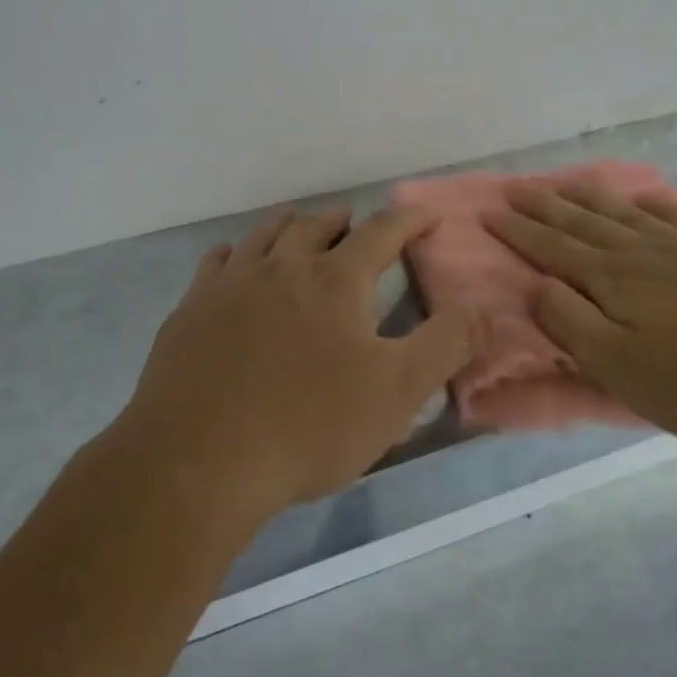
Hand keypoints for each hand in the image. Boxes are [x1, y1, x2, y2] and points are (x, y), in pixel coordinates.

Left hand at [120, 206, 480, 520]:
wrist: (197, 461)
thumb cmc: (308, 426)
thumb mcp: (396, 392)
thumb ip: (446, 345)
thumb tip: (485, 309)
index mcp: (334, 280)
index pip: (382, 232)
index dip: (410, 220)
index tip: (427, 215)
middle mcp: (282, 267)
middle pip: (316, 225)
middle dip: (344, 220)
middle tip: (356, 223)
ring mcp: (230, 285)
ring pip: (265, 235)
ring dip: (290, 225)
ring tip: (300, 227)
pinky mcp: (190, 310)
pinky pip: (216, 262)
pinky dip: (235, 252)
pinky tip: (234, 261)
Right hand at [483, 184, 676, 455]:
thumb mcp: (622, 370)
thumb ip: (571, 323)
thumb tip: (536, 284)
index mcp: (613, 279)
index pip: (551, 247)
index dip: (517, 230)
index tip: (488, 211)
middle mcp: (642, 252)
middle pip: (581, 222)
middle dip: (543, 205)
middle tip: (513, 188)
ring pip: (622, 213)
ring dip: (586, 197)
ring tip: (563, 183)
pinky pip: (674, 217)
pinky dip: (649, 204)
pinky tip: (644, 199)